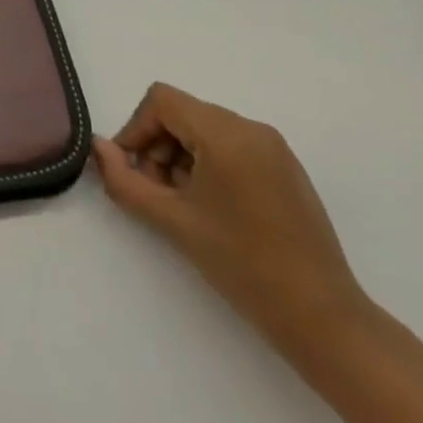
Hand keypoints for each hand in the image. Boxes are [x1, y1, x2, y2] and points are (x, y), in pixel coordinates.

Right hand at [91, 83, 367, 345]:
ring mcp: (274, 146)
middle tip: (157, 192)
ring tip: (184, 204)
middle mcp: (251, 127)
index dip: (137, 128)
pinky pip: (233, 145)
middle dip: (159, 146)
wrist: (325, 322)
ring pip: (206, 129)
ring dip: (182, 156)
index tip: (133, 170)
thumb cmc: (243, 265)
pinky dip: (210, 163)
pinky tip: (213, 208)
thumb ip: (125, 181)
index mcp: (226, 133)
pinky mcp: (286, 168)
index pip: (162, 100)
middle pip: (183, 113)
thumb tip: (98, 147)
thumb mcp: (172, 221)